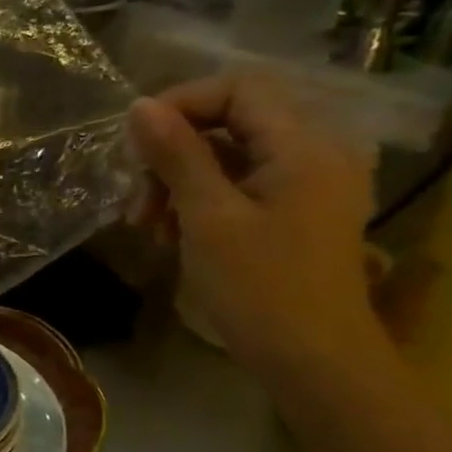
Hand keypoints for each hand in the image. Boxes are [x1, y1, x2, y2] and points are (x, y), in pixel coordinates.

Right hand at [128, 75, 386, 375]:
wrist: (313, 363)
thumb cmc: (260, 287)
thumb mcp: (206, 216)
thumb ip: (176, 154)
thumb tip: (140, 106)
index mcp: (304, 147)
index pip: (239, 89)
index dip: (182, 103)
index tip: (136, 143)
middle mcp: (315, 154)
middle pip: (230, 121)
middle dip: (173, 151)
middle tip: (137, 198)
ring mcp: (306, 184)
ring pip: (227, 154)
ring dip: (177, 179)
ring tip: (147, 224)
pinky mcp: (294, 211)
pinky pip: (239, 182)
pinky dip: (198, 198)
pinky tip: (170, 232)